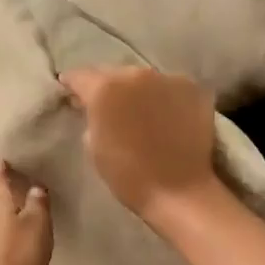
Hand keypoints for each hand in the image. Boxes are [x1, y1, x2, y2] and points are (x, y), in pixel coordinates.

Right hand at [59, 66, 220, 227]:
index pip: (81, 75)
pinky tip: (167, 115)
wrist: (179, 190)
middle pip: (115, 74)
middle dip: (108, 87)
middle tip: (108, 105)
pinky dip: (165, 97)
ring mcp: (169, 79)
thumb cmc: (128, 175)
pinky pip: (171, 87)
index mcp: (105, 88)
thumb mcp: (93, 146)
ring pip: (145, 79)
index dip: (72, 84)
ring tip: (140, 110)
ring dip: (139, 91)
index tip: (70, 91)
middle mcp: (136, 74)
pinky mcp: (194, 89)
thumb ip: (91, 116)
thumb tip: (93, 105)